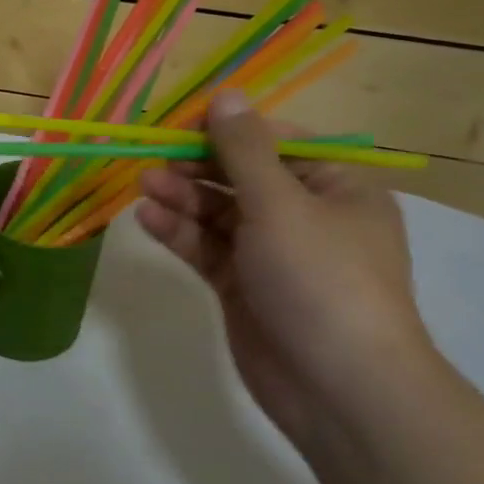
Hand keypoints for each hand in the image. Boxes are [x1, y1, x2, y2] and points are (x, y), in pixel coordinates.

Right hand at [135, 89, 438, 446]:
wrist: (340, 390)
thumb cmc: (321, 279)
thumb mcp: (281, 203)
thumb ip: (244, 149)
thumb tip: (226, 94)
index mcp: (336, 186)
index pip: (276, 142)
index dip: (228, 130)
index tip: (180, 125)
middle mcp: (306, 215)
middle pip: (242, 176)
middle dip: (197, 166)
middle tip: (152, 160)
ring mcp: (273, 254)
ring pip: (220, 213)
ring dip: (183, 198)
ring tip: (143, 186)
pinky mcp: (245, 287)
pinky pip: (209, 249)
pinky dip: (180, 233)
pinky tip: (147, 220)